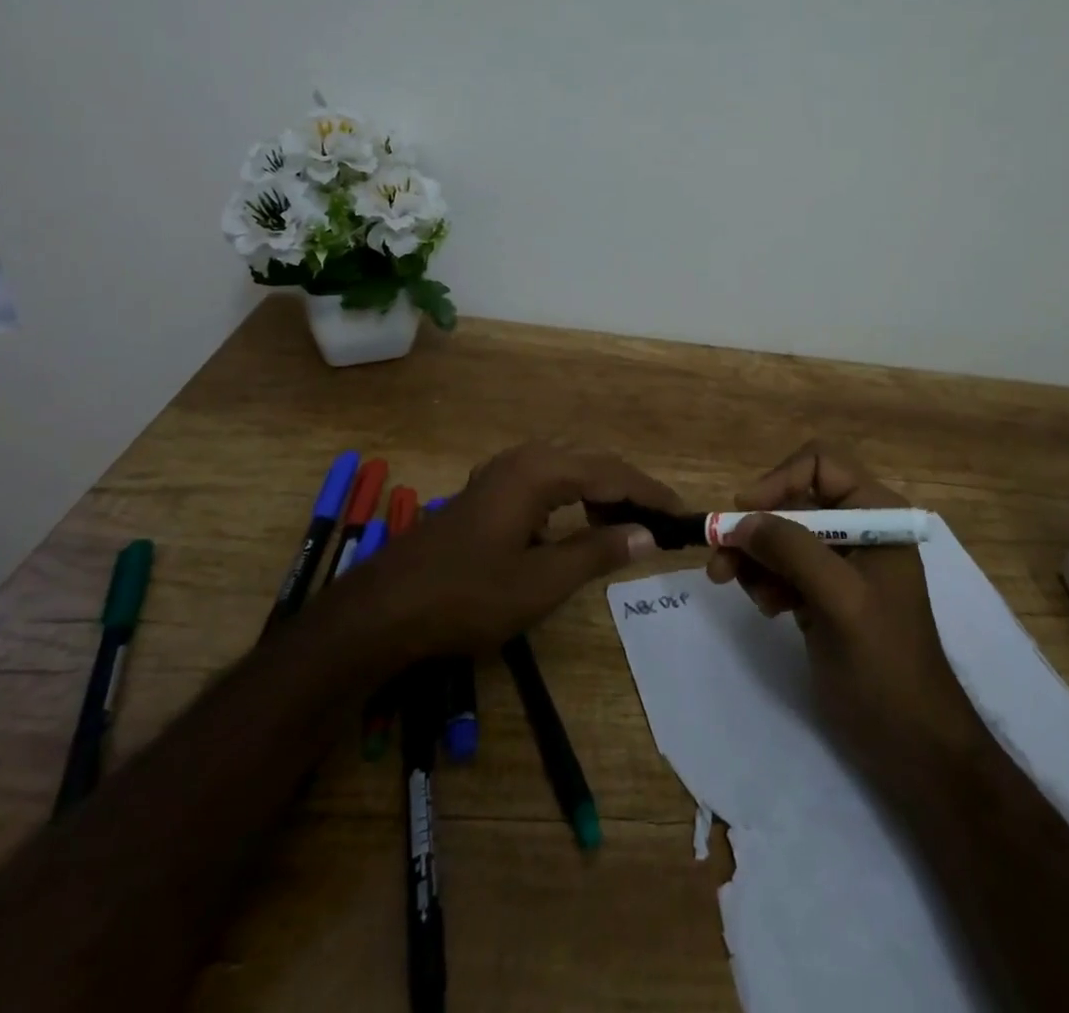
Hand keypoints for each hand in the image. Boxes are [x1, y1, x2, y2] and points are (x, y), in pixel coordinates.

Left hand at [332, 442, 673, 657]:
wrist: (385, 609)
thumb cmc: (467, 596)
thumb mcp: (541, 582)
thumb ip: (597, 553)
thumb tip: (646, 535)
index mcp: (540, 472)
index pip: (613, 474)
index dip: (651, 494)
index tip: (683, 515)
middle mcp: (523, 459)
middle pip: (593, 463)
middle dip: (629, 491)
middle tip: (659, 523)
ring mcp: (501, 472)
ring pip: (568, 470)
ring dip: (601, 493)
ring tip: (625, 526)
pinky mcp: (488, 491)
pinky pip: (546, 481)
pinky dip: (573, 498)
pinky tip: (576, 526)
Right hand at [706, 441, 982, 799]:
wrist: (913, 745)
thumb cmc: (885, 664)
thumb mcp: (840, 599)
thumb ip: (792, 550)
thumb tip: (741, 519)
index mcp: (877, 515)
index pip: (820, 465)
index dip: (779, 480)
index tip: (745, 514)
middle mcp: (858, 530)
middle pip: (793, 502)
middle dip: (756, 530)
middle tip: (720, 563)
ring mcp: (841, 565)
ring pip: (781, 537)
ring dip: (755, 559)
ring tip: (741, 591)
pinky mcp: (824, 596)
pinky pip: (782, 569)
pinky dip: (766, 582)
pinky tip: (768, 609)